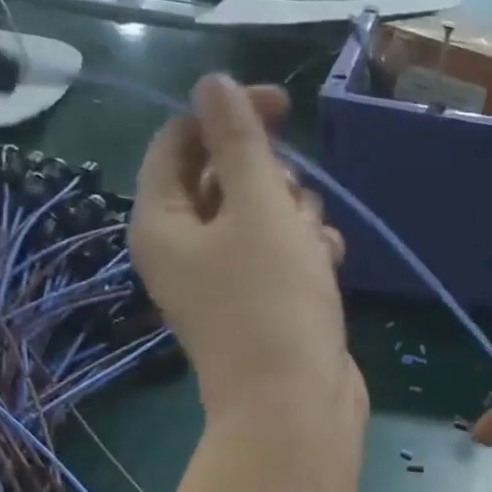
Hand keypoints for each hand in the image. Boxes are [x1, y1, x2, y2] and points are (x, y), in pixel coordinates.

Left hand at [133, 75, 364, 430]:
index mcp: (162, 223)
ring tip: (315, 243)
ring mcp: (225, 283)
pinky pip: (281, 257)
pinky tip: (329, 264)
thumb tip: (213, 83)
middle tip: (294, 201)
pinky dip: (305, 252)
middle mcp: (185, 250)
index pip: (181, 141)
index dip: (228, 114)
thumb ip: (239, 142)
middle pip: (224, 179)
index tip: (283, 108)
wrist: (296, 407)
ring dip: (296, 216)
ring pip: (261, 218)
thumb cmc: (273, 304)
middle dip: (270, 179)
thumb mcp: (259, 210)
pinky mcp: (263, 307)